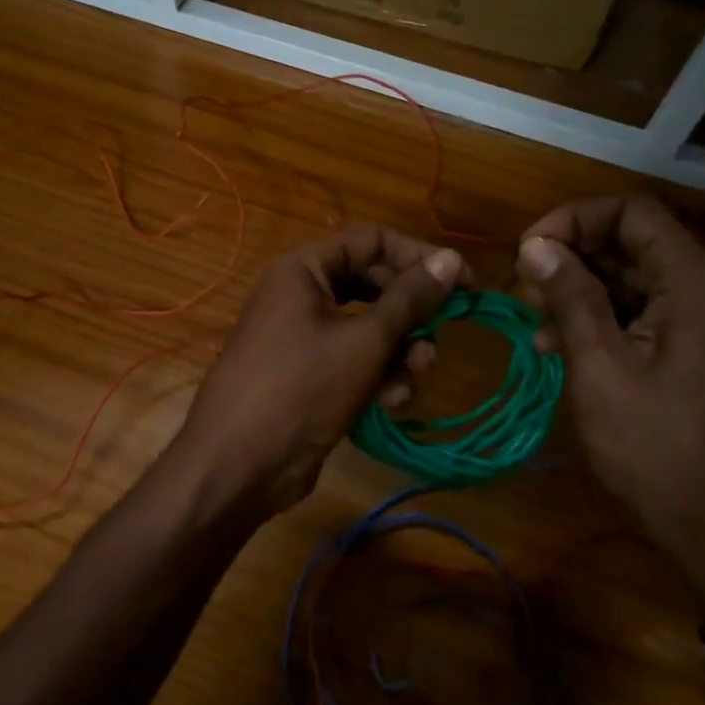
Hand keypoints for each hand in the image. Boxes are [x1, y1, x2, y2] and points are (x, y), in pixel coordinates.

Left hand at [166, 226, 470, 520]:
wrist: (240, 464)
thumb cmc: (302, 387)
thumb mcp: (364, 341)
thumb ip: (410, 298)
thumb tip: (450, 258)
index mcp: (304, 268)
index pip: (372, 240)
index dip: (419, 257)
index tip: (463, 283)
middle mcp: (302, 292)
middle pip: (372, 284)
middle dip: (410, 314)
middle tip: (439, 336)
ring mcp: (303, 333)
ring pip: (368, 326)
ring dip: (398, 350)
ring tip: (412, 376)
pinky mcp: (310, 372)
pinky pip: (354, 358)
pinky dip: (376, 374)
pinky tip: (389, 402)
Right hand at [516, 193, 704, 639]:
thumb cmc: (656, 450)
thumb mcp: (600, 367)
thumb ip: (570, 297)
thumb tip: (535, 244)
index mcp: (698, 286)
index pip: (633, 212)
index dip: (575, 219)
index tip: (530, 250)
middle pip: (634, 241)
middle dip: (572, 256)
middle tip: (524, 288)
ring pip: (635, 277)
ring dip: (581, 288)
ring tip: (534, 319)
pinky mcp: (700, 350)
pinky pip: (646, 312)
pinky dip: (602, 317)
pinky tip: (559, 345)